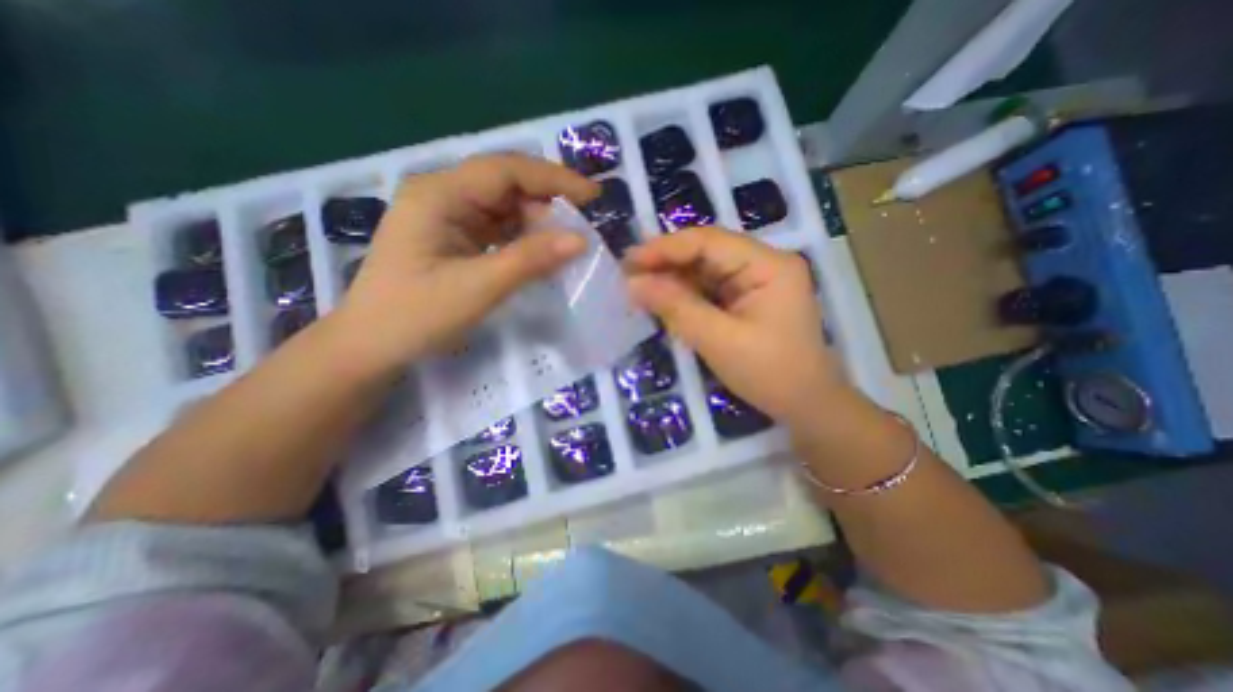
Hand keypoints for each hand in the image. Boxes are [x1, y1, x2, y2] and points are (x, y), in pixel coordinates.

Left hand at [326, 154, 596, 371]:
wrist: (372, 347)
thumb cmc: (416, 315)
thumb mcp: (479, 287)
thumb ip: (530, 260)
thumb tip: (581, 240)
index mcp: (439, 194)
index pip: (506, 170)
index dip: (554, 179)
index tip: (593, 197)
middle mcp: (442, 195)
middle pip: (506, 185)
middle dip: (547, 203)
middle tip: (581, 229)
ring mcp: (447, 217)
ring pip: (504, 208)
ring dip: (537, 223)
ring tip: (566, 243)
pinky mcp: (454, 238)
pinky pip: (497, 228)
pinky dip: (523, 239)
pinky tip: (541, 252)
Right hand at [628, 227, 848, 421]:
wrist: (805, 406)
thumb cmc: (769, 373)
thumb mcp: (718, 340)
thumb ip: (676, 307)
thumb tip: (633, 283)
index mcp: (768, 264)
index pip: (709, 241)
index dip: (666, 247)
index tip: (629, 260)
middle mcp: (763, 263)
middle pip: (706, 252)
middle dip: (666, 262)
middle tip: (627, 273)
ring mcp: (755, 281)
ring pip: (705, 270)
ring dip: (672, 279)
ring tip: (638, 287)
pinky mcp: (746, 299)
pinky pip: (709, 289)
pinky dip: (684, 295)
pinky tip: (662, 299)